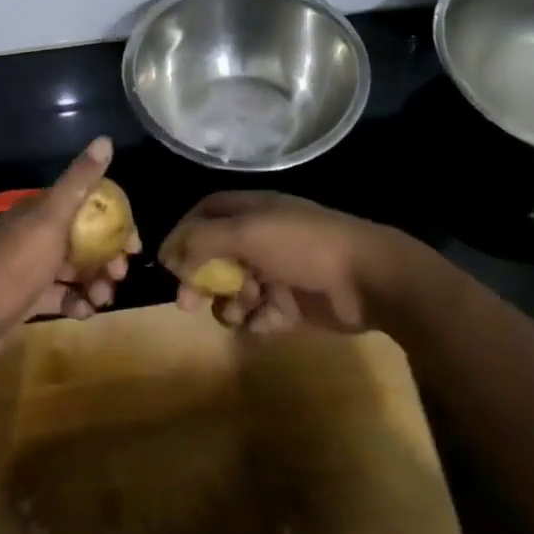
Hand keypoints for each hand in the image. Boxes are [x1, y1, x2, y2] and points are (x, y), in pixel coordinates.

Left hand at [0, 136, 136, 355]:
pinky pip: (62, 295)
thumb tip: (105, 138)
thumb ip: (79, 182)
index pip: (88, 205)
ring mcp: (33, 267)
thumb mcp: (50, 219)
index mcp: (41, 211)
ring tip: (102, 299)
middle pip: (85, 240)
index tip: (134, 243)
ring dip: (96, 282)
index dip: (115, 221)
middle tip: (121, 274)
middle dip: (108, 256)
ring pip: (76, 269)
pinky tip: (84, 312)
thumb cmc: (14, 264)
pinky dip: (77, 301)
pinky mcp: (29, 297)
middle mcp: (38, 234)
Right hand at [159, 191, 424, 335]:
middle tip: (188, 303)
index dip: (184, 234)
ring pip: (235, 290)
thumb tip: (169, 253)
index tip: (166, 262)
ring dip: (230, 303)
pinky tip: (267, 323)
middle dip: (200, 278)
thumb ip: (204, 240)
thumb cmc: (303, 245)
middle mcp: (262, 237)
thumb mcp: (248, 233)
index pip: (206, 213)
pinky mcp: (293, 304)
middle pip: (216, 256)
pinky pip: (260, 315)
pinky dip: (258, 321)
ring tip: (242, 310)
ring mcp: (278, 271)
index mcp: (252, 210)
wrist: (367, 278)